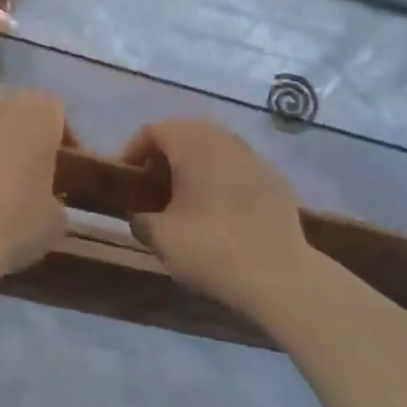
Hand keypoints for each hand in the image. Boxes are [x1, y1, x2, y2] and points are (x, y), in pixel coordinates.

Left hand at [0, 84, 68, 275]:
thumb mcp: (55, 219)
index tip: (61, 160)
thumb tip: (45, 197)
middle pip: (19, 98)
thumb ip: (54, 196)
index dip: (61, 132)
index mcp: (41, 118)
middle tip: (24, 156)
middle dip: (24, 121)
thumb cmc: (16, 224)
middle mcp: (3, 102)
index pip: (56, 108)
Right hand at [122, 118, 311, 319]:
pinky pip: (238, 170)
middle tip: (153, 190)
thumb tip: (142, 217)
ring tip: (185, 202)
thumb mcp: (161, 237)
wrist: (280, 276)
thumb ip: (141, 220)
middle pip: (185, 134)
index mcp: (192, 141)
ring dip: (195, 168)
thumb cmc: (212, 248)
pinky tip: (220, 214)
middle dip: (165, 158)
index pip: (153, 130)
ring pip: (214, 150)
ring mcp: (254, 156)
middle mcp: (224, 138)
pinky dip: (222, 182)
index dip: (133, 152)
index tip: (126, 181)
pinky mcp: (276, 179)